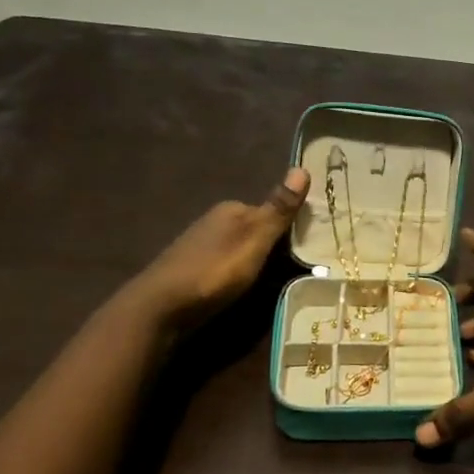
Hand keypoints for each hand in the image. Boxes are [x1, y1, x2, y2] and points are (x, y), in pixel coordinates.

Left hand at [129, 168, 309, 329]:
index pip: (270, 209)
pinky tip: (244, 287)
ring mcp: (200, 245)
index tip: (312, 245)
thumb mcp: (254, 240)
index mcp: (232, 209)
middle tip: (299, 267)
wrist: (160, 307)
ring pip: (240, 247)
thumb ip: (278, 210)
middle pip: (255, 228)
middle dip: (274, 243)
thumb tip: (302, 167)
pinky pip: (227, 264)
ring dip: (256, 260)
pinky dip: (239, 272)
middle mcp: (214, 221)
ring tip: (276, 281)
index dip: (291, 225)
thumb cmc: (214, 271)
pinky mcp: (192, 269)